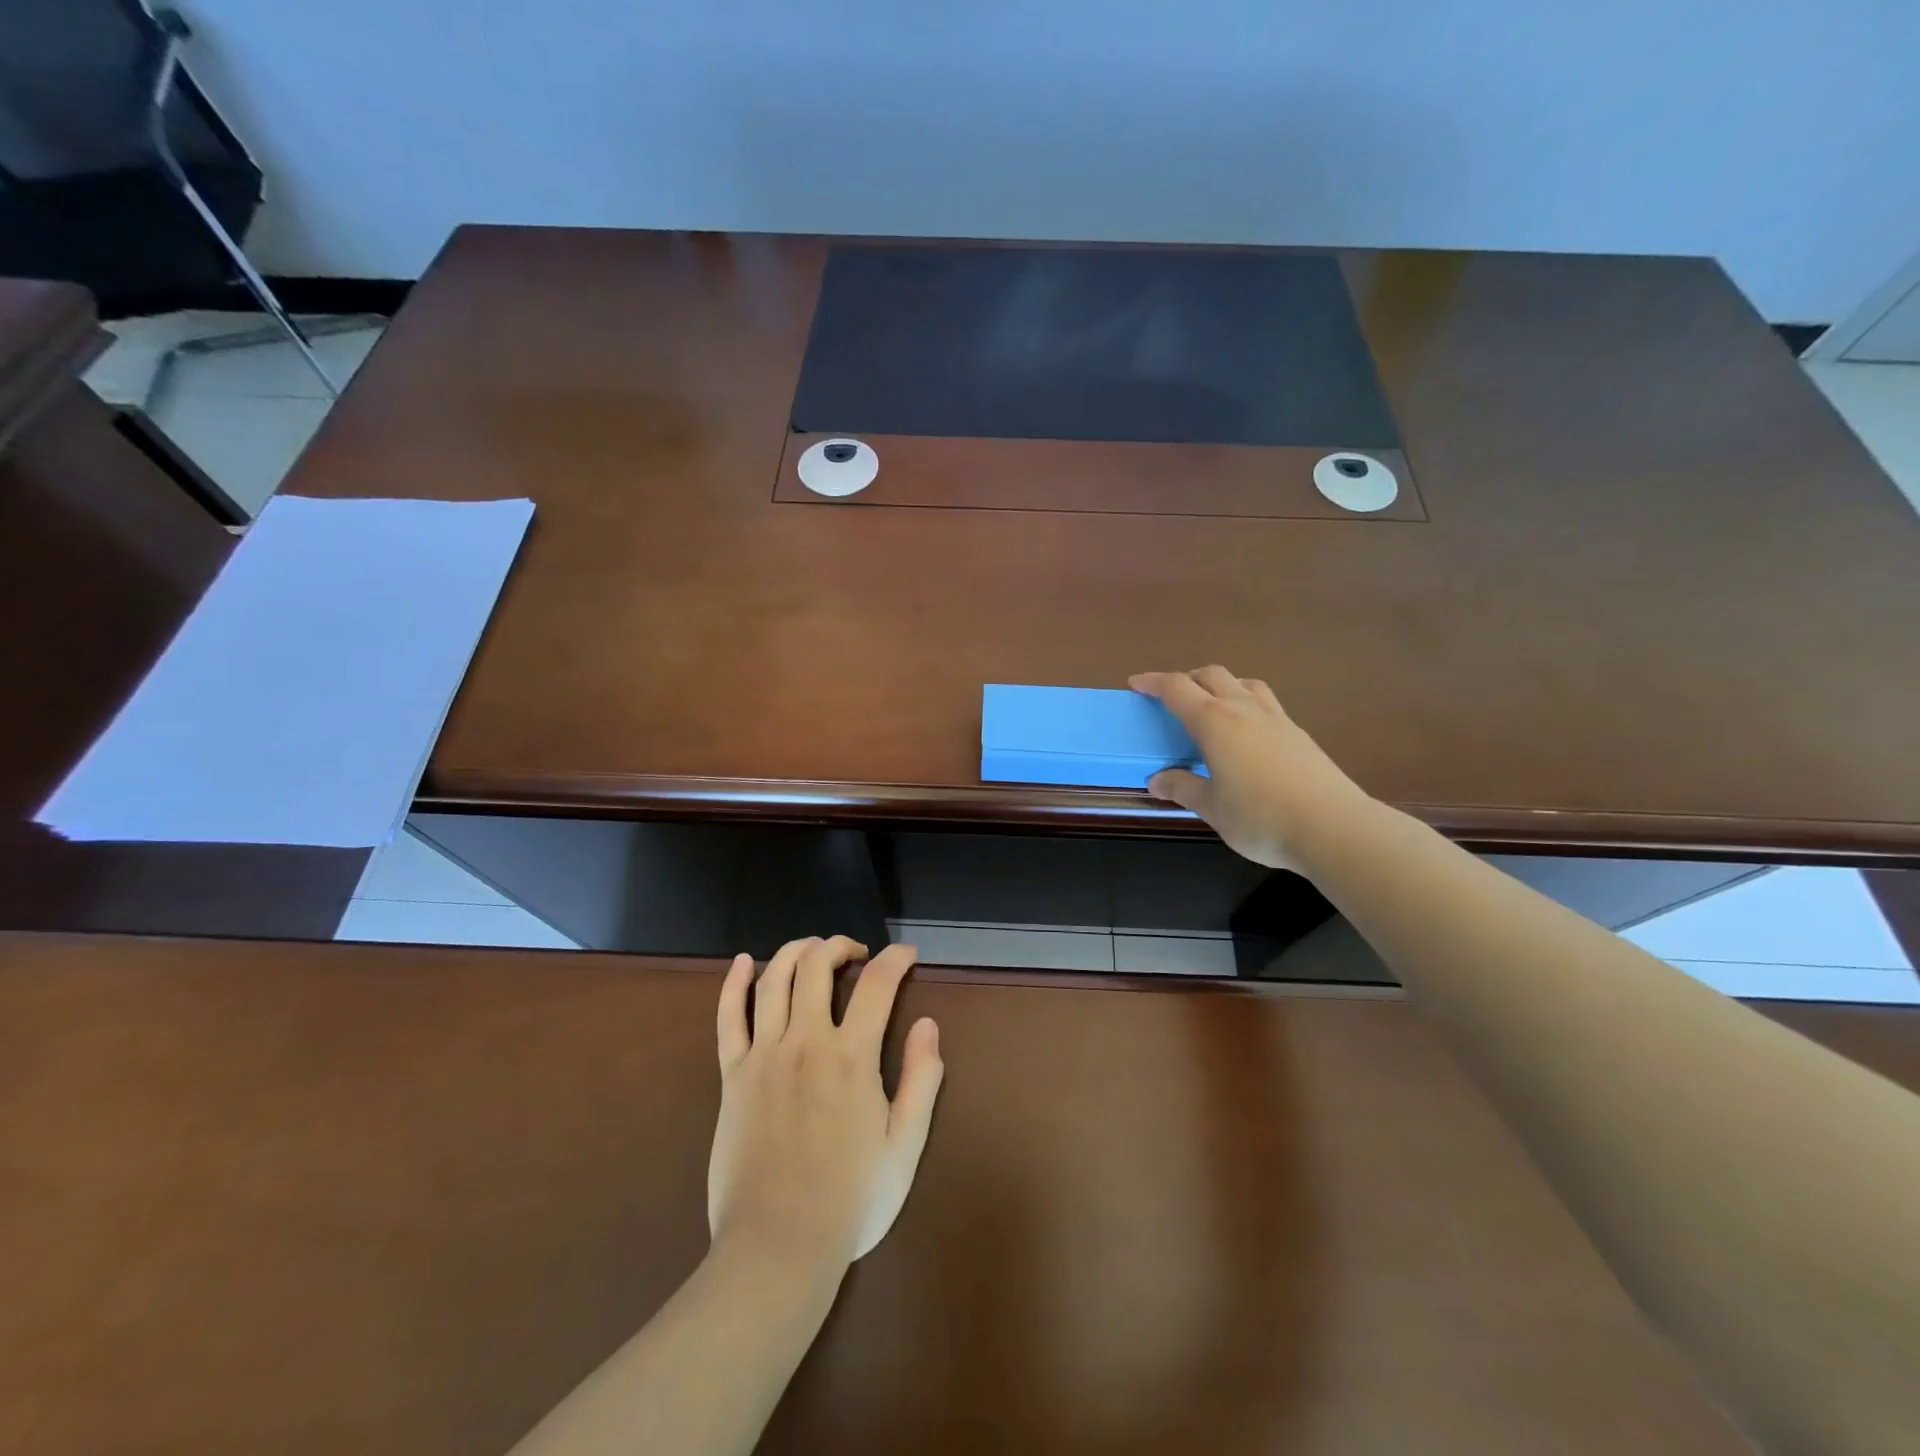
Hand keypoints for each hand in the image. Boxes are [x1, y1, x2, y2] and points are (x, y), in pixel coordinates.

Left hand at [709, 936, 943, 1271]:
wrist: (777, 1248)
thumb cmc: (850, 1200)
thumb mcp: (906, 1145)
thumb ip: (922, 1079)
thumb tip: (927, 1024)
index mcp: (852, 1057)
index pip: (878, 984)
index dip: (896, 959)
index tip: (907, 955)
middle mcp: (806, 1041)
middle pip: (817, 965)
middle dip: (840, 945)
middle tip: (857, 953)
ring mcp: (763, 1056)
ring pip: (774, 979)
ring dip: (796, 951)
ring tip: (814, 949)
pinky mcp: (732, 1076)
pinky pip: (728, 1017)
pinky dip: (734, 983)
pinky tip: (743, 962)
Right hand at [1130, 666, 1373, 872]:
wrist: (1333, 826)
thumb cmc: (1260, 817)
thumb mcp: (1211, 807)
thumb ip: (1183, 788)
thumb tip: (1157, 780)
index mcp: (1214, 721)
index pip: (1176, 688)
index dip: (1153, 682)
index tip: (1136, 683)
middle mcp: (1243, 709)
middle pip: (1211, 675)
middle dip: (1186, 679)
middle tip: (1171, 697)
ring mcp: (1276, 718)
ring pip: (1243, 683)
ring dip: (1221, 685)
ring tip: (1211, 707)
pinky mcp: (1298, 733)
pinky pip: (1264, 702)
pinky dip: (1245, 703)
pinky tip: (1246, 733)